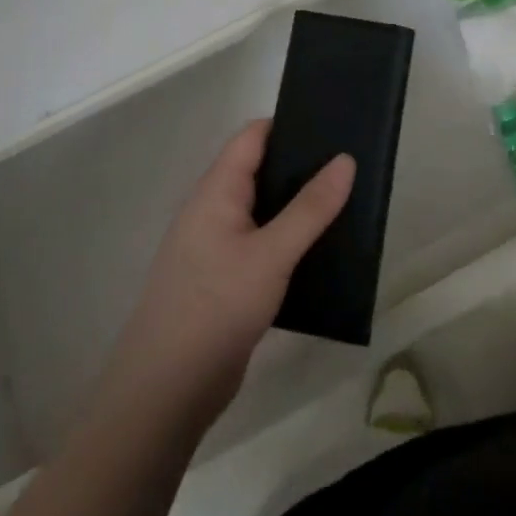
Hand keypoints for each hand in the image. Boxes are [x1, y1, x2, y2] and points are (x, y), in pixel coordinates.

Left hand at [108, 121, 353, 420]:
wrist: (166, 391)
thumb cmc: (216, 307)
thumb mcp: (271, 254)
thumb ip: (310, 208)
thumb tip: (345, 160)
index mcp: (216, 190)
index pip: (253, 137)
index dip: (290, 124)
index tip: (332, 125)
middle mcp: (213, 210)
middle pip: (259, 170)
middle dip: (300, 166)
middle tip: (349, 164)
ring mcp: (216, 247)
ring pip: (263, 211)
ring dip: (297, 206)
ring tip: (345, 202)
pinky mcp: (224, 281)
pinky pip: (261, 244)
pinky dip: (288, 240)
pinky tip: (320, 250)